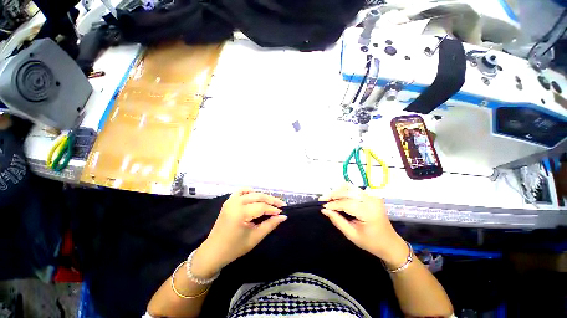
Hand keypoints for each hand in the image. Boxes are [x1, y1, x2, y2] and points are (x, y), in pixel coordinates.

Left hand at [191, 189, 286, 278]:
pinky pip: (241, 191)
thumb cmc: (235, 248)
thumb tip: (283, 216)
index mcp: (241, 213)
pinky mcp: (228, 201)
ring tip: (271, 202)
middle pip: (258, 197)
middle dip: (271, 200)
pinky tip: (255, 196)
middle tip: (281, 205)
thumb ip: (270, 225)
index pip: (262, 207)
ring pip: (252, 193)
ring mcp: (231, 200)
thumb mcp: (255, 237)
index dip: (273, 209)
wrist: (214, 251)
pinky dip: (250, 192)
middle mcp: (235, 203)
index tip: (282, 212)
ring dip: (262, 196)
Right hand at [321, 183, 408, 268]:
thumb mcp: (352, 235)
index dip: (332, 204)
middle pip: (347, 191)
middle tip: (322, 200)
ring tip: (328, 197)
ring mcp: (372, 196)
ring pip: (350, 187)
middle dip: (333, 194)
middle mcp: (371, 200)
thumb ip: (337, 221)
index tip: (322, 206)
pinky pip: (354, 189)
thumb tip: (324, 210)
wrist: (390, 243)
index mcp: (368, 212)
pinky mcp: (371, 195)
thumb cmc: (371, 242)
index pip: (346, 203)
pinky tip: (337, 196)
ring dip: (337, 191)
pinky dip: (344, 190)